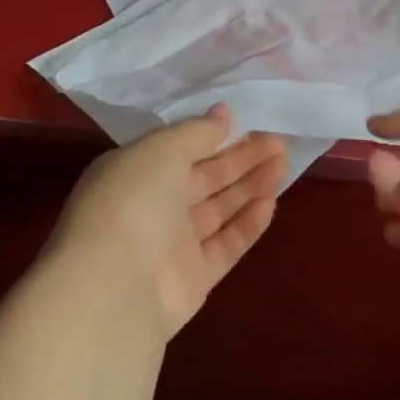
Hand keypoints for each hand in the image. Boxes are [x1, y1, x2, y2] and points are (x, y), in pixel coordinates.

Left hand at [51, 106, 288, 341]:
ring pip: (219, 209)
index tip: (249, 121)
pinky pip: (226, 244)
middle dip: (242, 158)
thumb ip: (196, 131)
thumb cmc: (133, 201)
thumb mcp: (162, 149)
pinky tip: (271, 202)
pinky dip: (247, 224)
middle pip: (206, 177)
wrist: (115, 287)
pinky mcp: (194, 277)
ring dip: (251, 185)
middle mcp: (153, 206)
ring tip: (285, 162)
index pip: (181, 149)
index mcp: (135, 171)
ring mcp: (173, 244)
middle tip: (279, 141)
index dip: (215, 135)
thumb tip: (223, 113)